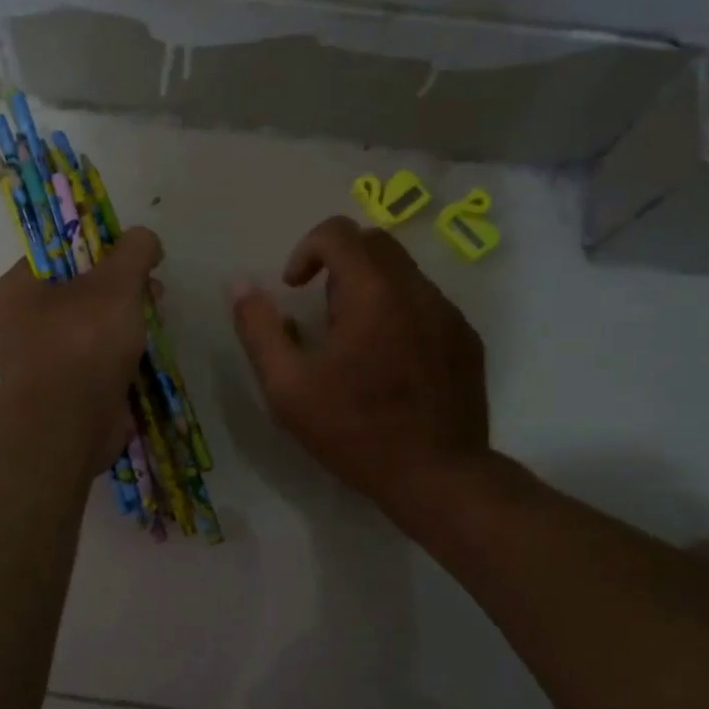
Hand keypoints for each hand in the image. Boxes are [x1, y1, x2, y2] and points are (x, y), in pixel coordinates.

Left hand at [0, 227, 163, 468]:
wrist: (67, 427)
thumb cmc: (82, 343)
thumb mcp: (115, 284)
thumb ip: (133, 252)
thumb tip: (145, 238)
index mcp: (13, 292)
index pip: (55, 256)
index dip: (98, 250)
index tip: (132, 259)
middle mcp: (15, 328)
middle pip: (74, 294)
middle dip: (118, 292)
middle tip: (152, 294)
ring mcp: (35, 366)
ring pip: (84, 332)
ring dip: (120, 327)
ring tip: (153, 327)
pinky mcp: (57, 397)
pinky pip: (89, 366)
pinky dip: (114, 361)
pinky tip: (142, 360)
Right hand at [231, 216, 489, 515]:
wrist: (437, 476)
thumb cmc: (354, 431)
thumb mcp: (287, 388)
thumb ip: (259, 330)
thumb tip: (241, 286)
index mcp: (372, 294)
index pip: (338, 232)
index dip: (305, 250)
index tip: (294, 289)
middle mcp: (417, 290)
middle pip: (374, 243)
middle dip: (339, 265)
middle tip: (323, 317)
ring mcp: (449, 314)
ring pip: (403, 272)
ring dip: (370, 289)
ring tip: (355, 344)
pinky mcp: (467, 339)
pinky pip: (427, 303)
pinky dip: (399, 312)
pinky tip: (390, 363)